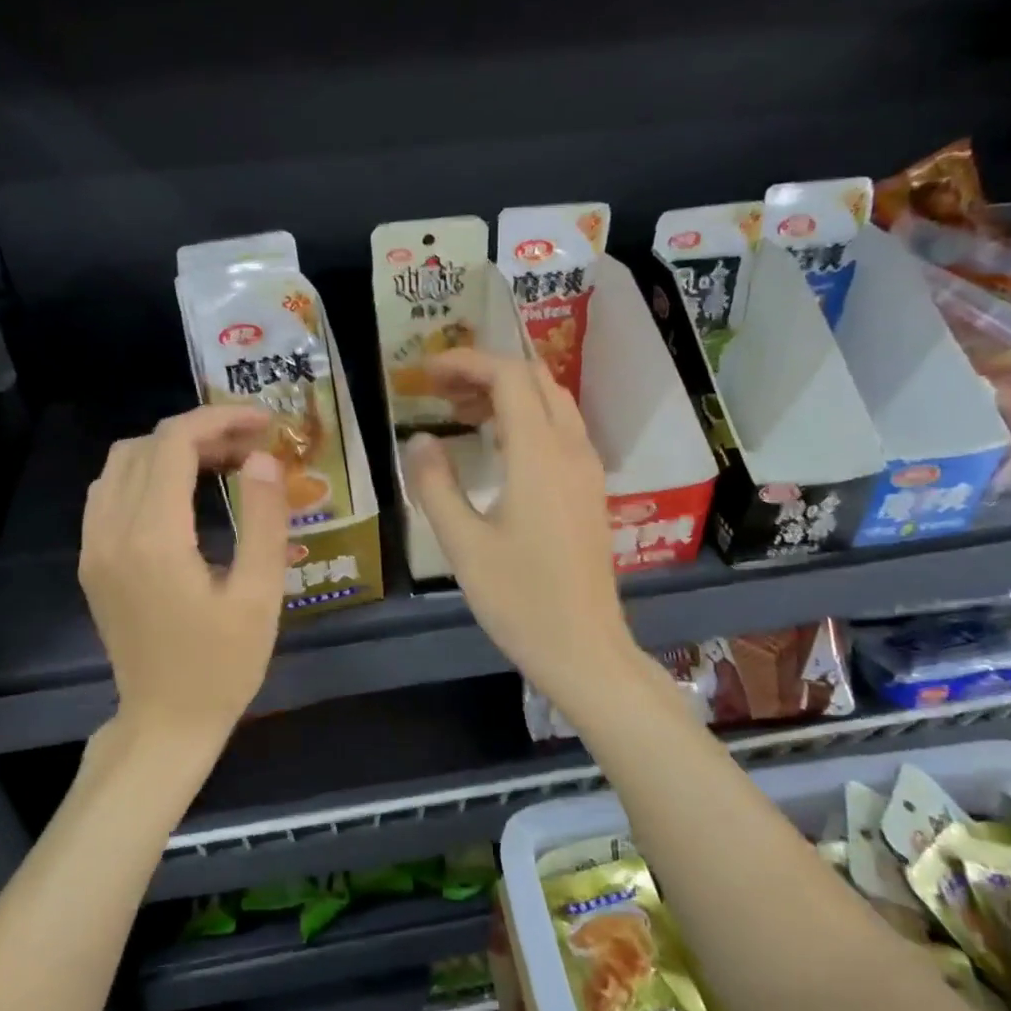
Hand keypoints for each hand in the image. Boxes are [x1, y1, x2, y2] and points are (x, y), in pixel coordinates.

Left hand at [79, 406, 287, 756]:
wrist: (166, 722)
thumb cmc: (223, 666)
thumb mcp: (260, 595)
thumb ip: (264, 520)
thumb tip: (262, 459)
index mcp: (154, 538)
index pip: (175, 443)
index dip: (220, 419)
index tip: (264, 423)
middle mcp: (112, 531)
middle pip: (148, 445)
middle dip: (203, 432)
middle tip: (253, 450)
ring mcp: (94, 546)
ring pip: (123, 463)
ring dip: (171, 450)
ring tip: (223, 466)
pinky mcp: (92, 561)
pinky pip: (110, 492)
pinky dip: (147, 474)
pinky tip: (184, 495)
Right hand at [404, 350, 647, 711]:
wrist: (583, 648)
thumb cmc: (519, 599)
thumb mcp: (462, 544)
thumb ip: (435, 485)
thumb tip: (420, 440)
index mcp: (540, 455)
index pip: (508, 376)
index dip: (466, 362)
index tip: (425, 373)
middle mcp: (571, 450)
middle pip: (534, 379)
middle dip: (485, 372)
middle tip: (439, 391)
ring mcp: (588, 469)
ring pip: (552, 403)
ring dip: (508, 395)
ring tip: (461, 414)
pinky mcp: (590, 490)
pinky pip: (561, 430)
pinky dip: (526, 419)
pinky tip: (496, 447)